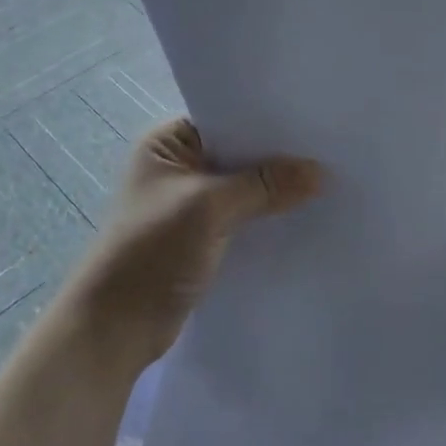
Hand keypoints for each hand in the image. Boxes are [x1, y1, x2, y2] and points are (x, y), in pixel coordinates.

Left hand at [63, 119, 322, 371]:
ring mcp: (190, 202)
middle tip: (330, 149)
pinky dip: (266, 215)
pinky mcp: (202, 235)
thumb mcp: (209, 208)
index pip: (227, 118)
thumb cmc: (152, 251)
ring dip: (275, 189)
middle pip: (238, 152)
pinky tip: (304, 214)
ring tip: (328, 180)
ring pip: (243, 186)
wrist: (115, 328)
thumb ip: (264, 185)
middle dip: (278, 156)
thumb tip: (320, 171)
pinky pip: (243, 215)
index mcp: (167, 143)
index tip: (315, 117)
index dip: (268, 120)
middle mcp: (179, 166)